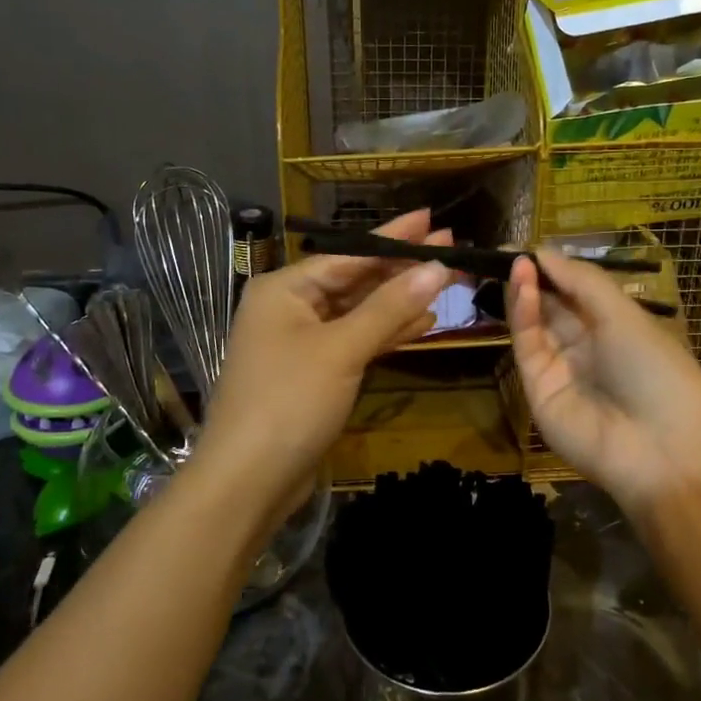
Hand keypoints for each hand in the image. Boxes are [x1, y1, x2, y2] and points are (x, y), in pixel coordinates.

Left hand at [195, 210, 451, 517]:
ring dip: (400, 300)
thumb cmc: (289, 401)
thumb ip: (390, 307)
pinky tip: (423, 322)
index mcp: (285, 290)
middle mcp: (290, 308)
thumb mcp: (342, 349)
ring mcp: (302, 343)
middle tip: (452, 248)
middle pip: (355, 279)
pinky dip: (387, 333)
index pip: (348, 254)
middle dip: (402, 268)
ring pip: (359, 312)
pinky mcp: (315, 374)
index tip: (433, 219)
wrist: (248, 481)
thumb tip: (437, 267)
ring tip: (446, 281)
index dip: (393, 237)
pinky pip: (356, 341)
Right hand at [508, 249, 700, 513]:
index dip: (555, 267)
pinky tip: (521, 286)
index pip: (578, 291)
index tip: (531, 244)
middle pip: (552, 306)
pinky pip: (528, 345)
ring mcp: (561, 369)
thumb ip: (582, 281)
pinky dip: (522, 314)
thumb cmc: (657, 370)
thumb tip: (543, 252)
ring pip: (535, 323)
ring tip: (511, 261)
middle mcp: (587, 347)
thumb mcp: (626, 315)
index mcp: (617, 328)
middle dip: (533, 276)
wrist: (662, 450)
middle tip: (507, 249)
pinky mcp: (538, 389)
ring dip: (524, 291)